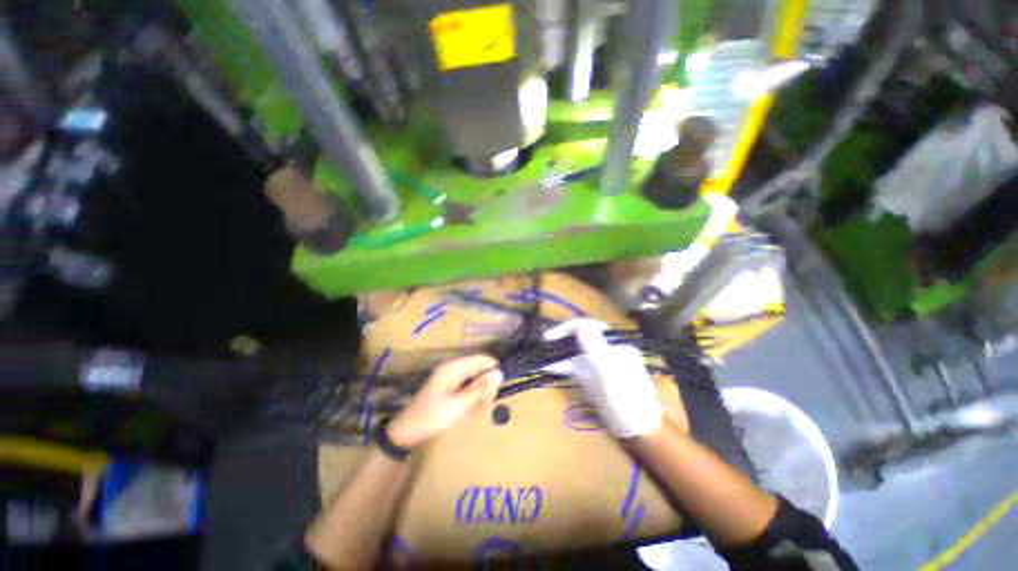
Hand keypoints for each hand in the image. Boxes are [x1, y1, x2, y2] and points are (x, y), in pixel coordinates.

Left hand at [387, 355, 502, 447]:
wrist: (405, 433)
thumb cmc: (432, 417)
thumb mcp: (458, 405)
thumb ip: (480, 389)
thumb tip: (500, 373)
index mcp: (454, 367)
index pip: (482, 359)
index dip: (493, 371)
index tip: (497, 390)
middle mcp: (454, 368)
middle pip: (480, 369)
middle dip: (486, 385)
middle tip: (486, 404)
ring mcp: (451, 378)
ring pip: (476, 379)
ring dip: (480, 393)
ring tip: (478, 409)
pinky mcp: (450, 388)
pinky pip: (468, 387)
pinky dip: (473, 397)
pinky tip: (471, 410)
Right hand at [543, 319, 662, 437]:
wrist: (638, 430)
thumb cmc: (626, 398)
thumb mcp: (610, 370)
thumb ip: (595, 346)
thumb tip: (579, 326)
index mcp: (613, 343)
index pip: (587, 326)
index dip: (567, 328)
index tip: (550, 336)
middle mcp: (604, 350)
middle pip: (579, 336)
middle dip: (561, 337)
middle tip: (544, 341)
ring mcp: (597, 364)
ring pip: (574, 352)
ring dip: (558, 351)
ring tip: (541, 352)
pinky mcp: (592, 378)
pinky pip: (574, 366)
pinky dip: (561, 365)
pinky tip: (547, 366)